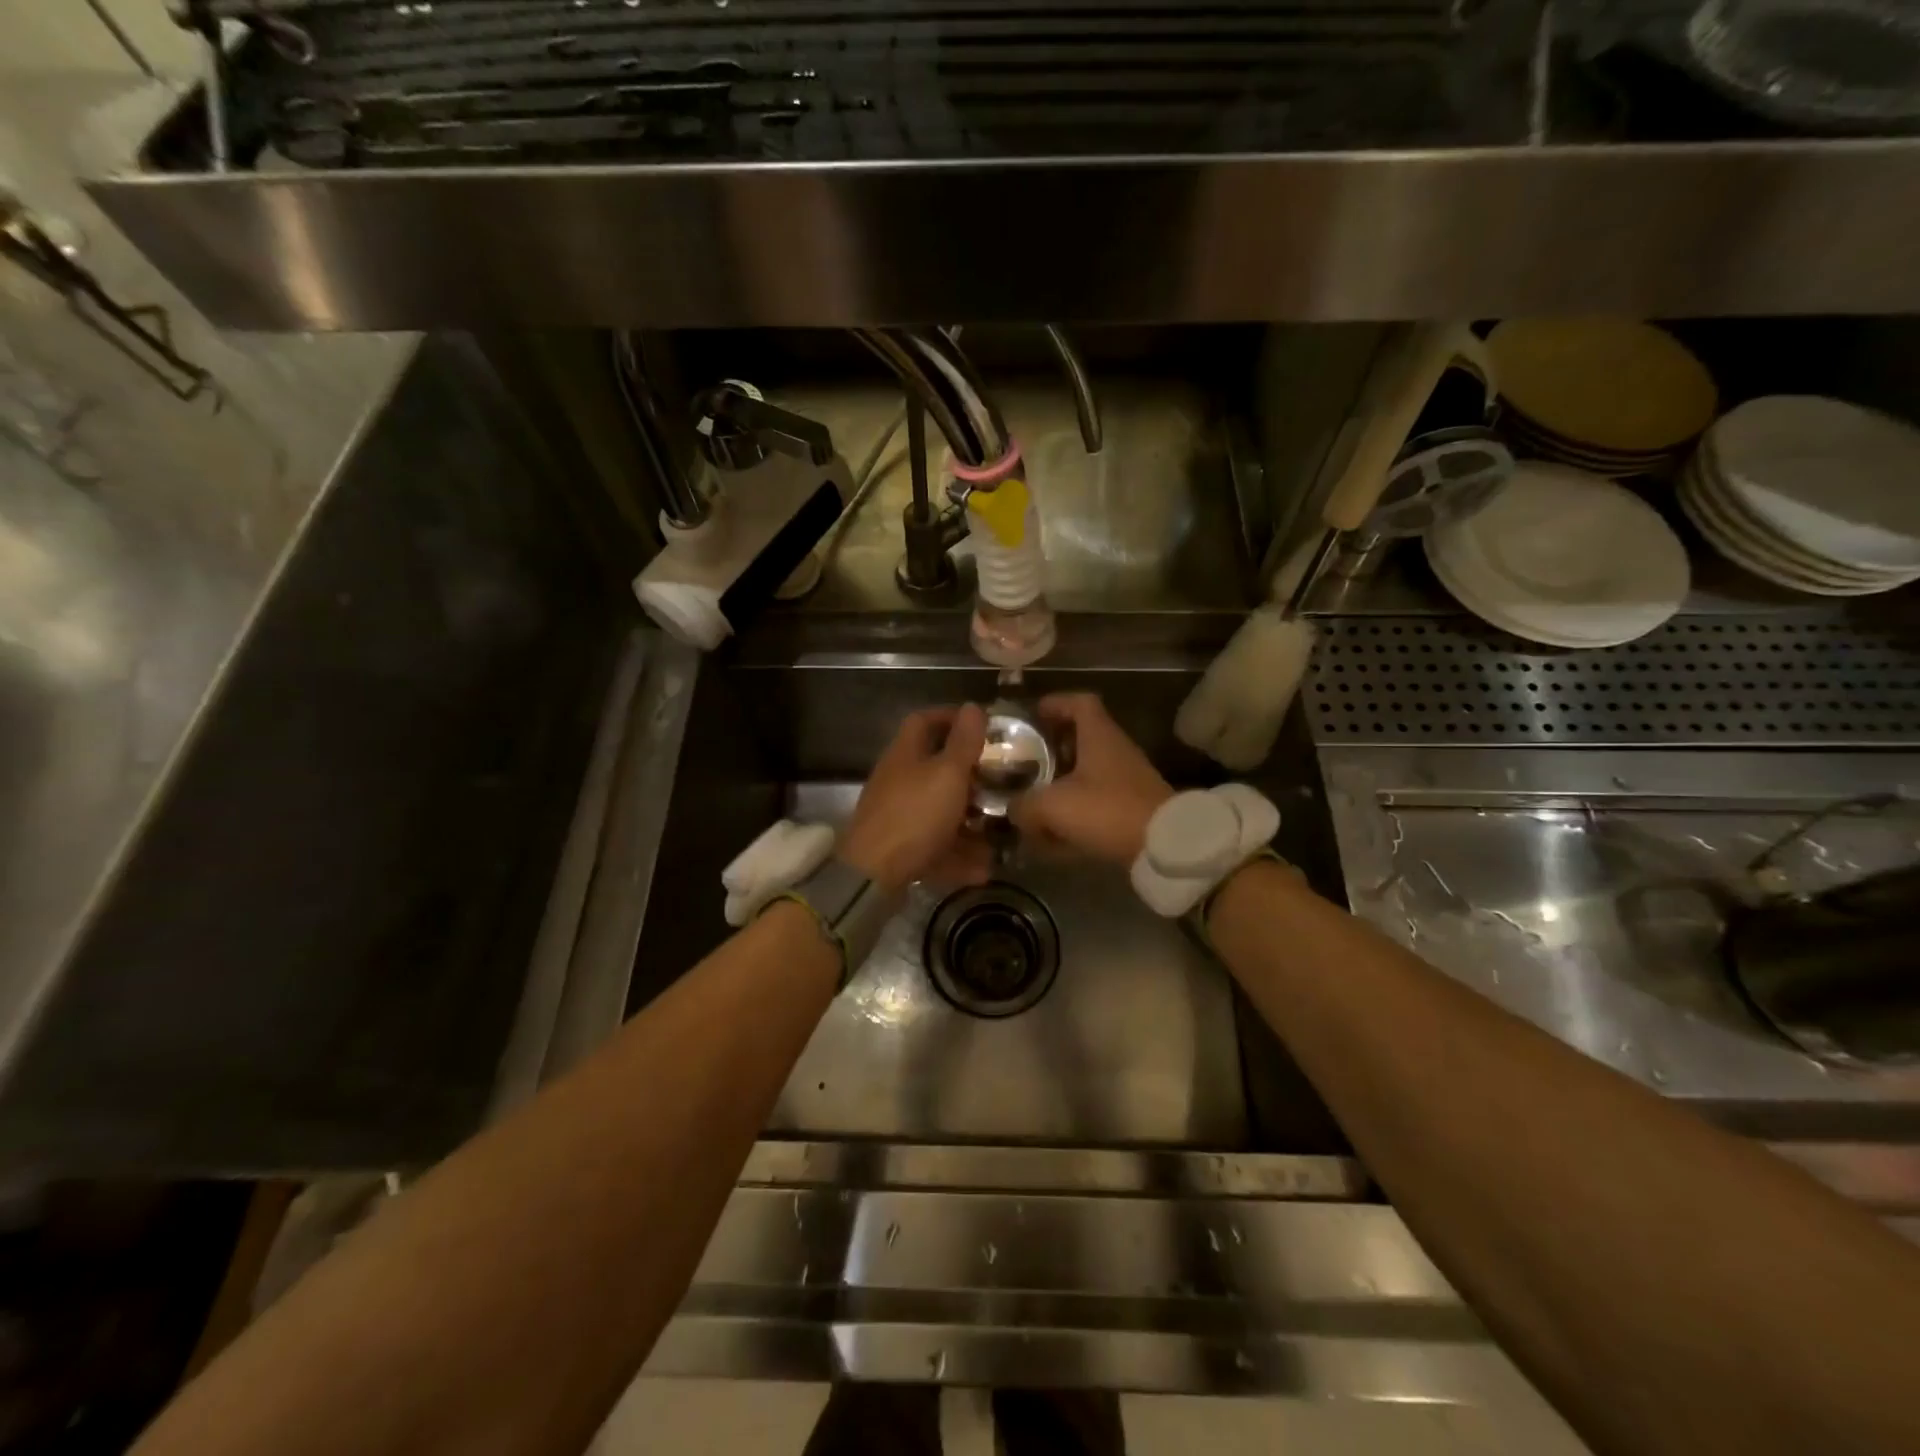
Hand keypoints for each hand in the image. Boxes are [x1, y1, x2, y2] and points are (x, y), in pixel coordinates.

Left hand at [839, 704, 991, 891]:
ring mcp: (897, 817)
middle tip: (999, 782)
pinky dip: (958, 855)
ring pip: (939, 811)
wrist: (872, 876)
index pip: (925, 721)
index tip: (984, 727)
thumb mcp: (948, 773)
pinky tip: (984, 869)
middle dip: (969, 777)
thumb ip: (964, 742)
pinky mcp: (900, 850)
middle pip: (935, 769)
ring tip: (999, 831)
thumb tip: (973, 706)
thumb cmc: (915, 815)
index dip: (952, 718)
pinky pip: (935, 846)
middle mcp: (898, 781)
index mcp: (906, 754)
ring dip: (969, 821)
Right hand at [1011, 693, 1172, 864]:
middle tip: (1024, 761)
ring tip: (1033, 800)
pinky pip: (1096, 802)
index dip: (1055, 704)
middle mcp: (1115, 751)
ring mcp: (1127, 780)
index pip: (1079, 702)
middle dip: (1051, 749)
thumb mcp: (1053, 806)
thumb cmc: (1106, 810)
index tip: (1032, 715)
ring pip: (1087, 773)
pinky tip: (1055, 832)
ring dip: (1061, 784)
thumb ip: (1024, 804)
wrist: (1164, 847)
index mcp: (1099, 736)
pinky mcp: (1132, 808)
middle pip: (1080, 738)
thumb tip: (1013, 809)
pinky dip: (1075, 811)